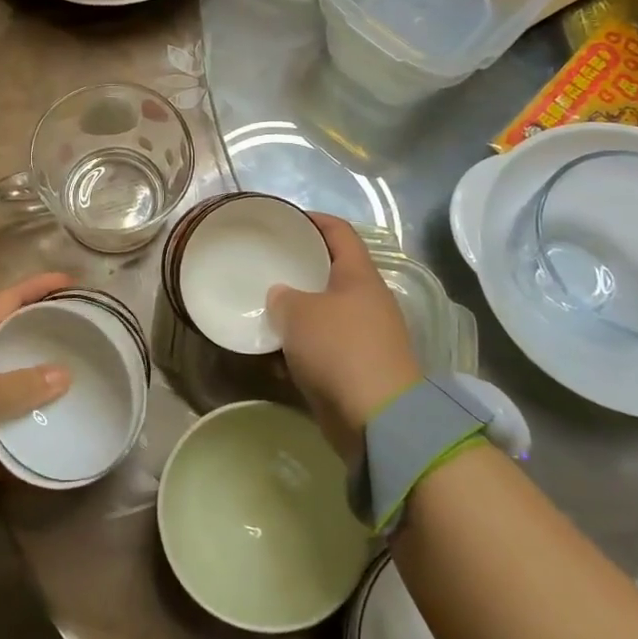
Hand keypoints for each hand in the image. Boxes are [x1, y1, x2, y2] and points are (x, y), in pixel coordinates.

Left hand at [0, 272, 72, 497]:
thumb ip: (24, 387)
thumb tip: (65, 374)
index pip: (10, 302)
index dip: (39, 288)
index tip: (71, 282)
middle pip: (10, 354)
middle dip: (41, 358)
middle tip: (82, 360)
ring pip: (2, 404)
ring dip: (27, 414)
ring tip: (67, 418)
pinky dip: (5, 453)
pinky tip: (32, 464)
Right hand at [268, 213, 419, 458]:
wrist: (377, 419)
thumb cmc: (339, 350)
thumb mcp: (299, 312)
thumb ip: (283, 297)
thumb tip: (281, 296)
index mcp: (359, 276)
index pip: (339, 231)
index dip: (313, 219)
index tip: (283, 219)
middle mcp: (365, 301)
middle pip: (329, 272)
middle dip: (297, 268)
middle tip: (263, 265)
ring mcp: (363, 337)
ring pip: (322, 313)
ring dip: (295, 313)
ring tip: (260, 309)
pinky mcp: (355, 370)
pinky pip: (320, 348)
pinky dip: (298, 348)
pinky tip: (271, 354)